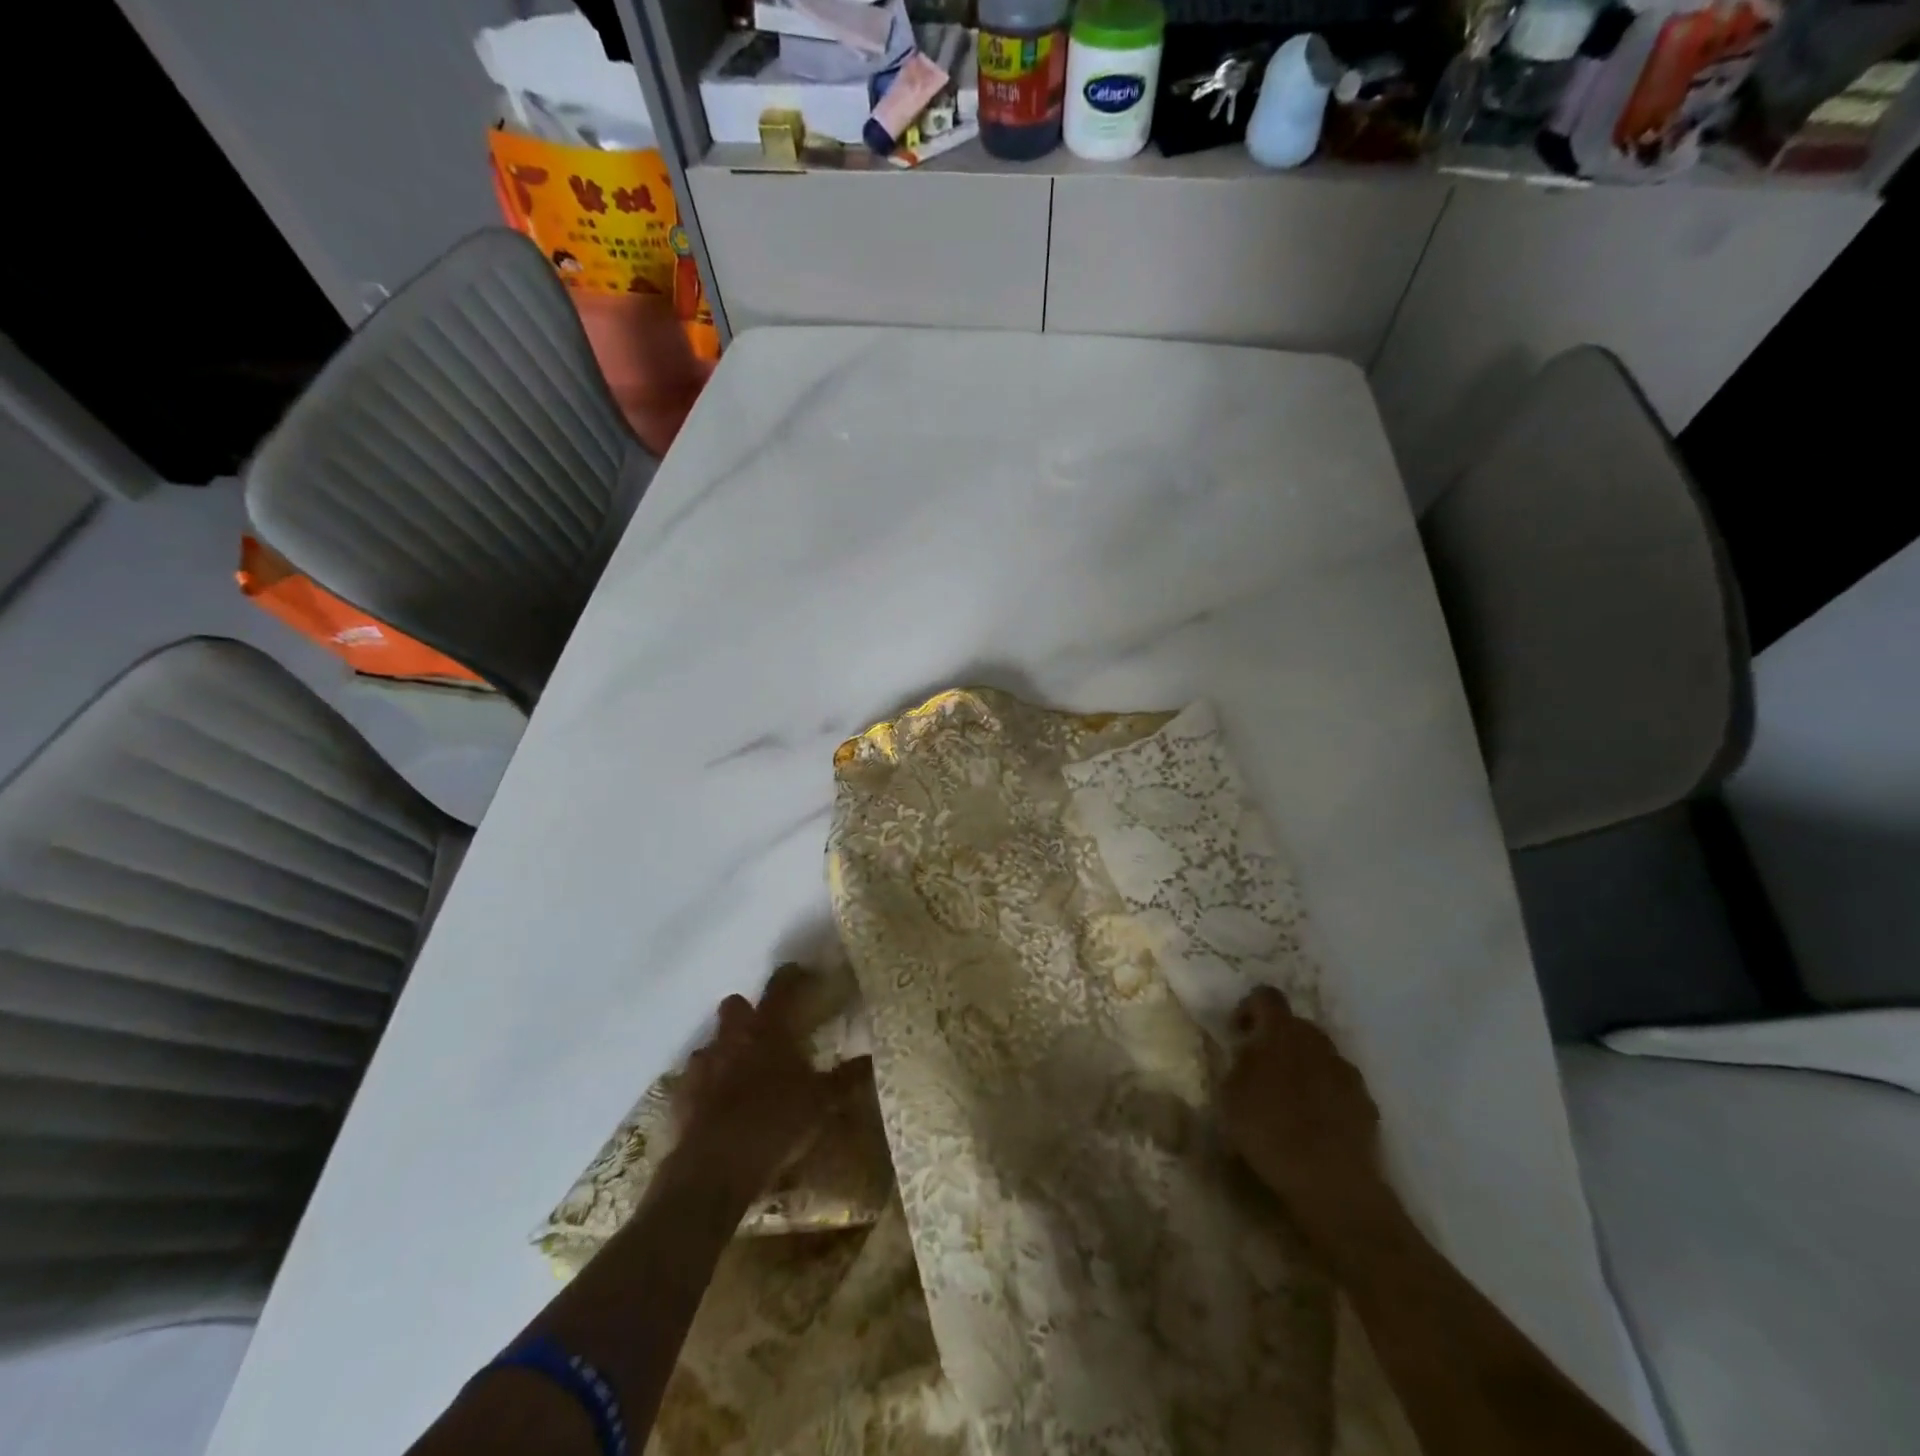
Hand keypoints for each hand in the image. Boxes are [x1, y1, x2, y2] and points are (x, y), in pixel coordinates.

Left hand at [672, 964, 867, 1192]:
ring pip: (712, 1043)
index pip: (781, 987)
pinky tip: (718, 1107)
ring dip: (725, 1052)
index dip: (791, 976)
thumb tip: (870, 1058)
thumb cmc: (776, 1124)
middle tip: (766, 1034)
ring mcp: (702, 1064)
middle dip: (748, 1014)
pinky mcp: (680, 1095)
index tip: (800, 972)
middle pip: (735, 1006)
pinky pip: (694, 1080)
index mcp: (768, 1029)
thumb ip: (845, 1078)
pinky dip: (706, 1087)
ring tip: (742, 1076)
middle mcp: (732, 1036)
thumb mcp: (822, 1103)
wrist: (715, 1168)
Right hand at [1218, 987, 1384, 1231]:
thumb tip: (1249, 1052)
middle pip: (1296, 1025)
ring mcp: (1347, 1072)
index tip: (1239, 1033)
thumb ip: (1239, 1063)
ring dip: (1304, 1067)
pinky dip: (1327, 1096)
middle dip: (1279, 1040)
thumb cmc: (1268, 1130)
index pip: (1265, 996)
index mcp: (1280, 1031)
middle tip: (1262, 1070)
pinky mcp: (1367, 1103)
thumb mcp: (1229, 1094)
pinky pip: (1340, 1086)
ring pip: (1320, 1056)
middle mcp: (1317, 1041)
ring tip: (1290, 1102)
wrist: (1331, 1182)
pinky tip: (1316, 1125)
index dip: (1249, 1008)